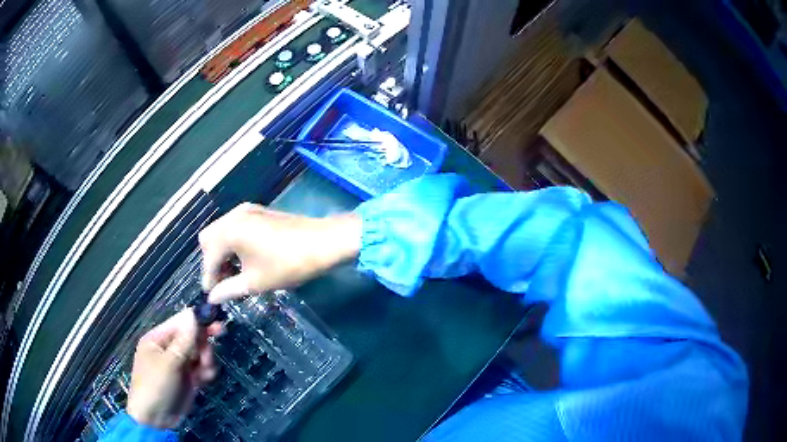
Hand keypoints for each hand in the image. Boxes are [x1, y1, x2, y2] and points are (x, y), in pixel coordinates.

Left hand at [127, 309, 221, 428]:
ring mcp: (179, 364)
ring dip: (206, 360)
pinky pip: (201, 368)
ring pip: (200, 353)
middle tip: (210, 352)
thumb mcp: (169, 363)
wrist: (156, 419)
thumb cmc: (155, 385)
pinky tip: (205, 379)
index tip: (216, 324)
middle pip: (192, 337)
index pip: (180, 323)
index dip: (197, 321)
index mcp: (158, 338)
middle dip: (203, 344)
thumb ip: (184, 340)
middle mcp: (169, 348)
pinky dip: (206, 371)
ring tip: (204, 371)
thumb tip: (193, 314)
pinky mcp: (188, 378)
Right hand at [199, 203, 360, 302]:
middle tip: (223, 283)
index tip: (212, 296)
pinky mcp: (258, 211)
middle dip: (212, 262)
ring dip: (222, 252)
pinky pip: (235, 226)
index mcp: (229, 231)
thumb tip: (213, 297)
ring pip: (221, 231)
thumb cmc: (288, 264)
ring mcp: (247, 210)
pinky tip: (244, 259)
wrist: (324, 242)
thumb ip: (228, 289)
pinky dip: (233, 242)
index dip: (209, 279)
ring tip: (235, 274)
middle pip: (209, 239)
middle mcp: (233, 215)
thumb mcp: (255, 282)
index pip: (208, 258)